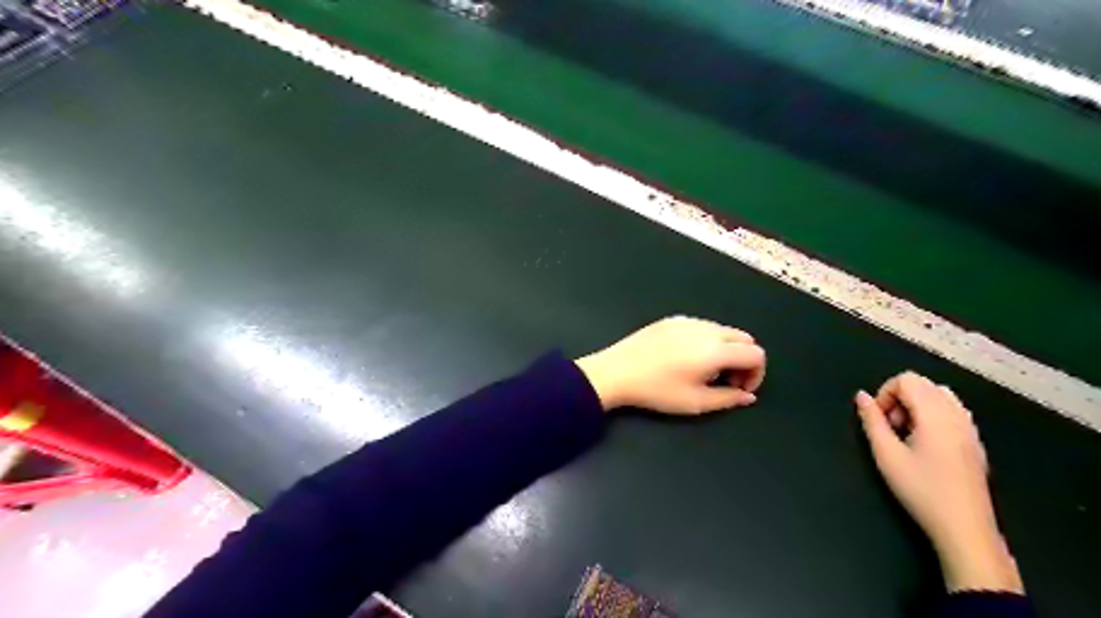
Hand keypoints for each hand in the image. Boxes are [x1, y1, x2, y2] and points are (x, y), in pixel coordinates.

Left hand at [577, 320, 767, 415]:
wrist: (616, 372)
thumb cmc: (658, 390)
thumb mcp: (696, 403)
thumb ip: (728, 398)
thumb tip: (748, 396)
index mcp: (717, 349)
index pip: (756, 353)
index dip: (756, 374)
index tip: (739, 389)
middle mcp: (707, 329)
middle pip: (743, 338)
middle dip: (743, 360)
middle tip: (725, 381)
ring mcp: (688, 320)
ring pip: (723, 330)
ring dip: (726, 349)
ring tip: (705, 371)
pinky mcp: (671, 319)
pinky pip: (702, 326)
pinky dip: (707, 340)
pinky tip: (686, 357)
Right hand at [860, 373, 1022, 592]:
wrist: (964, 527)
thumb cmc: (921, 490)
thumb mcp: (886, 455)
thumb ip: (871, 420)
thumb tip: (861, 396)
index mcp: (935, 414)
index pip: (907, 380)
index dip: (885, 393)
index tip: (879, 420)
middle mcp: (956, 415)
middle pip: (923, 384)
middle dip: (900, 398)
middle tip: (891, 427)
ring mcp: (970, 428)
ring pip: (939, 395)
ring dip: (917, 405)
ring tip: (907, 433)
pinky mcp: (975, 442)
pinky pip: (952, 410)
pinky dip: (933, 415)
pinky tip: (925, 443)